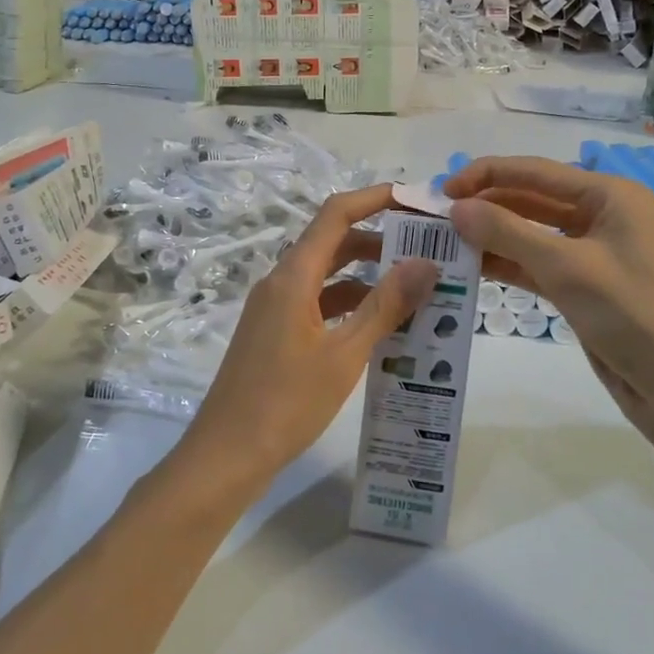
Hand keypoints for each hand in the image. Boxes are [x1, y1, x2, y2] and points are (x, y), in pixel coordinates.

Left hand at [182, 185, 438, 485]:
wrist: (226, 455)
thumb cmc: (285, 403)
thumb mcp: (344, 355)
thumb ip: (385, 306)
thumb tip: (426, 262)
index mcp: (293, 276)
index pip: (336, 214)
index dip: (375, 198)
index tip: (416, 201)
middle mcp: (281, 282)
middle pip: (333, 242)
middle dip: (380, 239)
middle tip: (428, 248)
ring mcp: (275, 308)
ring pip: (327, 275)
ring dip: (367, 275)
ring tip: (416, 287)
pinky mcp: (275, 332)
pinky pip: (318, 303)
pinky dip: (350, 304)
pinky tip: (382, 325)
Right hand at [444, 157, 653, 445]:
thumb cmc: (631, 315)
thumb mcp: (566, 268)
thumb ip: (507, 233)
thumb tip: (456, 209)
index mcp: (609, 196)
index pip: (535, 171)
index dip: (486, 175)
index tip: (443, 191)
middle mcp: (600, 215)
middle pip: (530, 198)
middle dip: (485, 205)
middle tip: (436, 217)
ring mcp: (590, 252)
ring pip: (529, 232)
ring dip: (491, 235)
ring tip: (444, 241)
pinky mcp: (580, 285)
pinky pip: (535, 263)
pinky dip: (505, 262)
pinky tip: (469, 266)